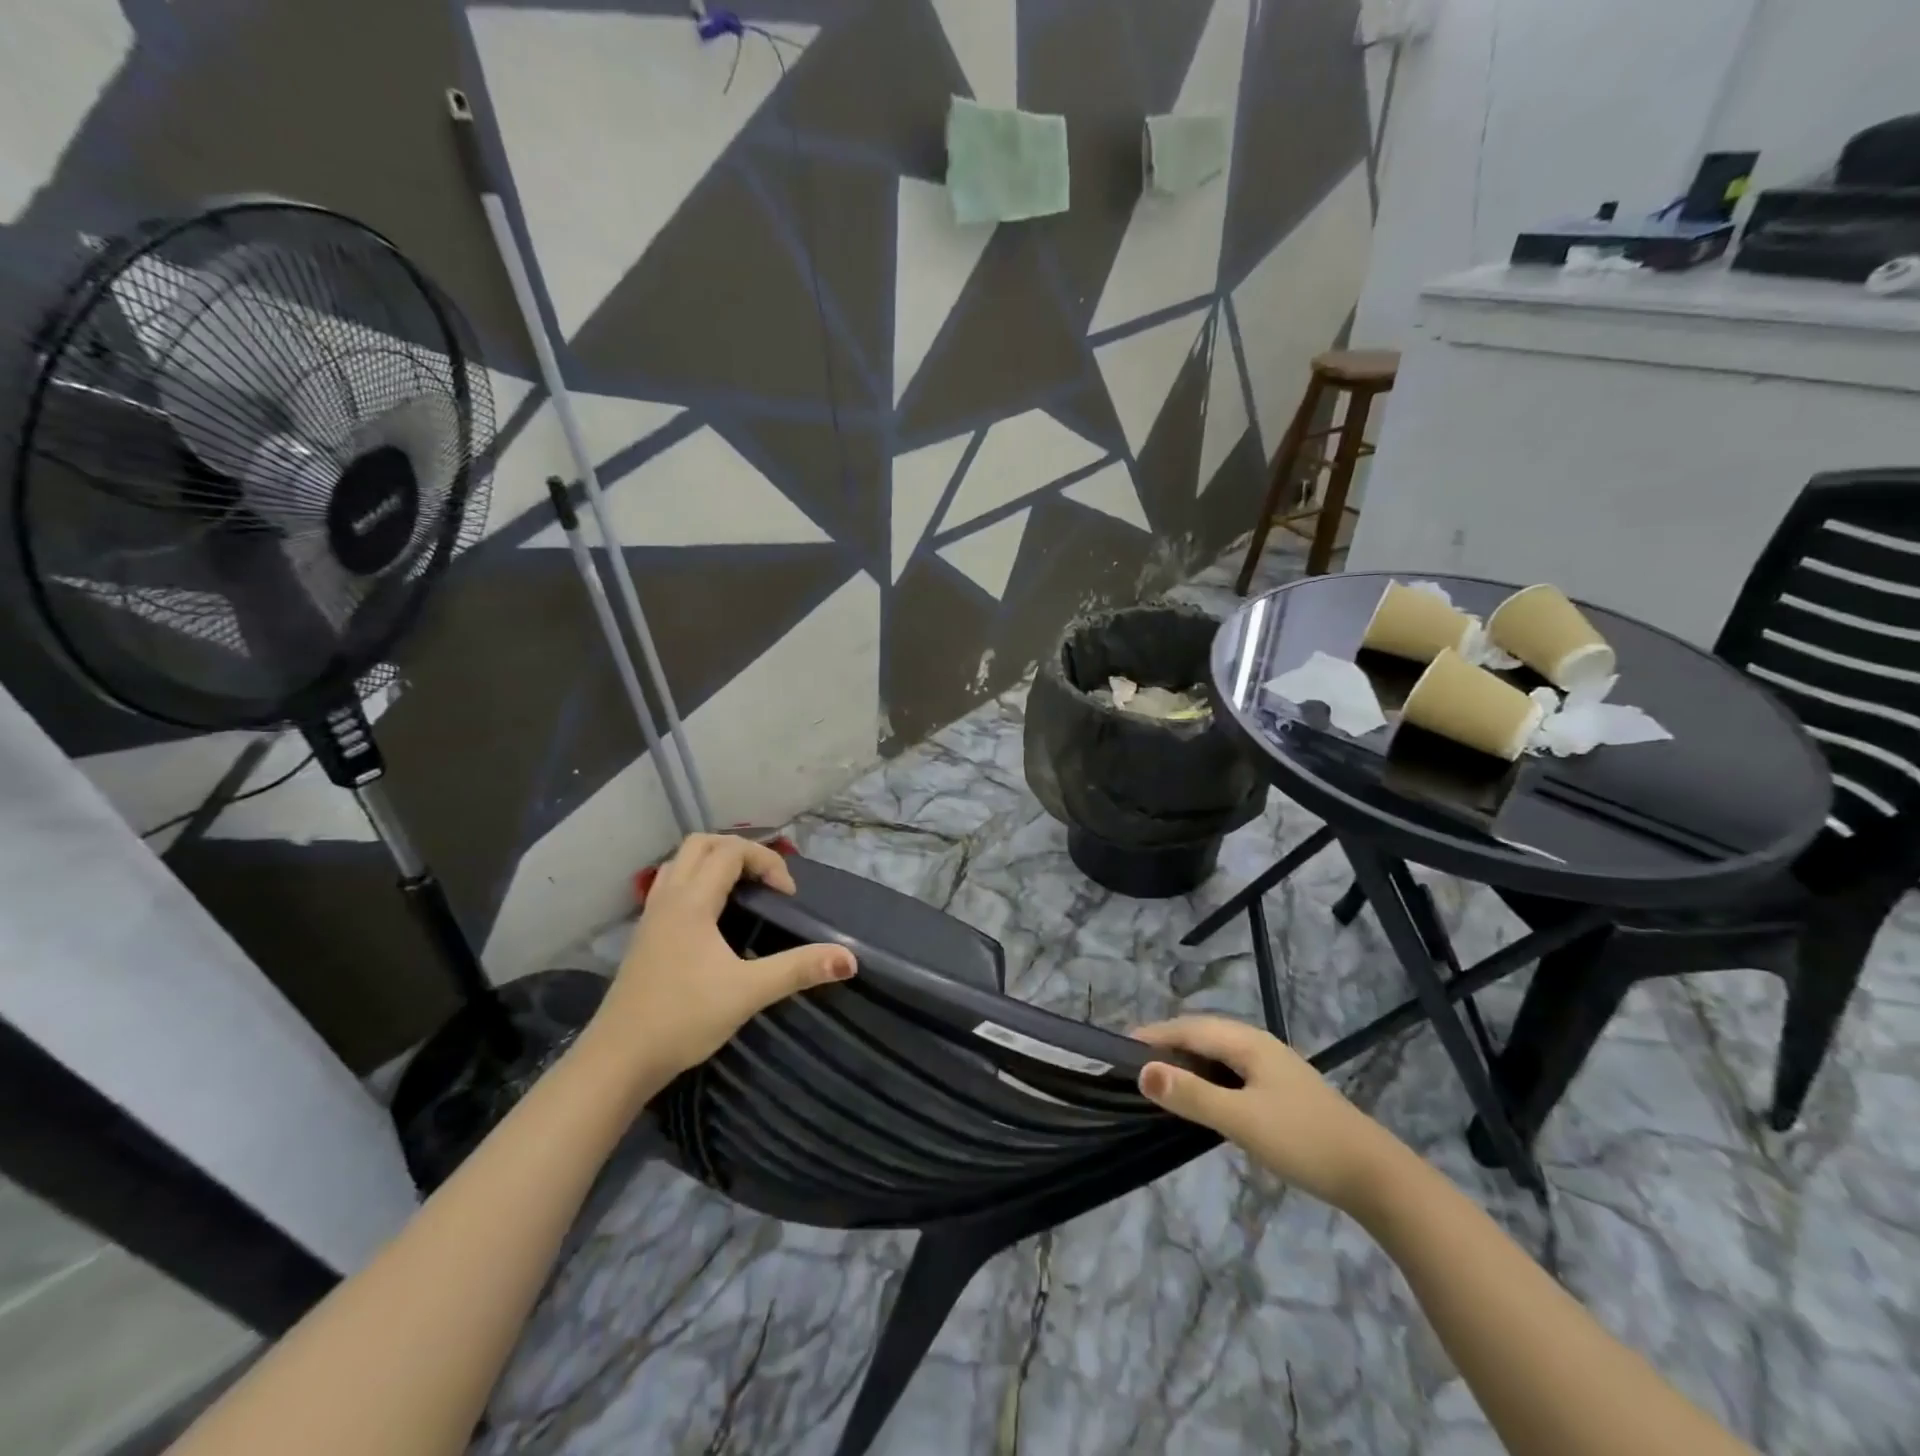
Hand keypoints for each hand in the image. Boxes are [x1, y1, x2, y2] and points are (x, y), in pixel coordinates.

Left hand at [583, 834, 854, 1084]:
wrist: (619, 1059)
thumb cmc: (683, 1019)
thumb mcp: (748, 992)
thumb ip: (798, 969)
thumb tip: (849, 958)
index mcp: (691, 902)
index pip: (731, 852)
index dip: (766, 861)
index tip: (787, 895)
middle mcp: (668, 898)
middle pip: (701, 844)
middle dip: (739, 852)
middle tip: (765, 882)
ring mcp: (652, 916)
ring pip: (681, 862)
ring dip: (715, 863)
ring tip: (743, 891)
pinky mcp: (645, 935)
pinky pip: (671, 885)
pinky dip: (697, 882)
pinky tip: (713, 917)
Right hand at [1133, 1015, 1401, 1211]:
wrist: (1374, 1175)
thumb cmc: (1303, 1140)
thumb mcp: (1241, 1120)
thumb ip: (1191, 1096)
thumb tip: (1142, 1072)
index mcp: (1247, 1042)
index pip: (1188, 1027)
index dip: (1154, 1035)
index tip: (1120, 1049)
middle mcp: (1257, 1044)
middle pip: (1202, 1034)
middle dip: (1167, 1044)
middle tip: (1134, 1066)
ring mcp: (1272, 1065)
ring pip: (1217, 1052)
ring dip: (1187, 1061)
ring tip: (1159, 1080)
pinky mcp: (1280, 1088)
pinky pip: (1231, 1070)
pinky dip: (1207, 1076)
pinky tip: (1202, 1097)